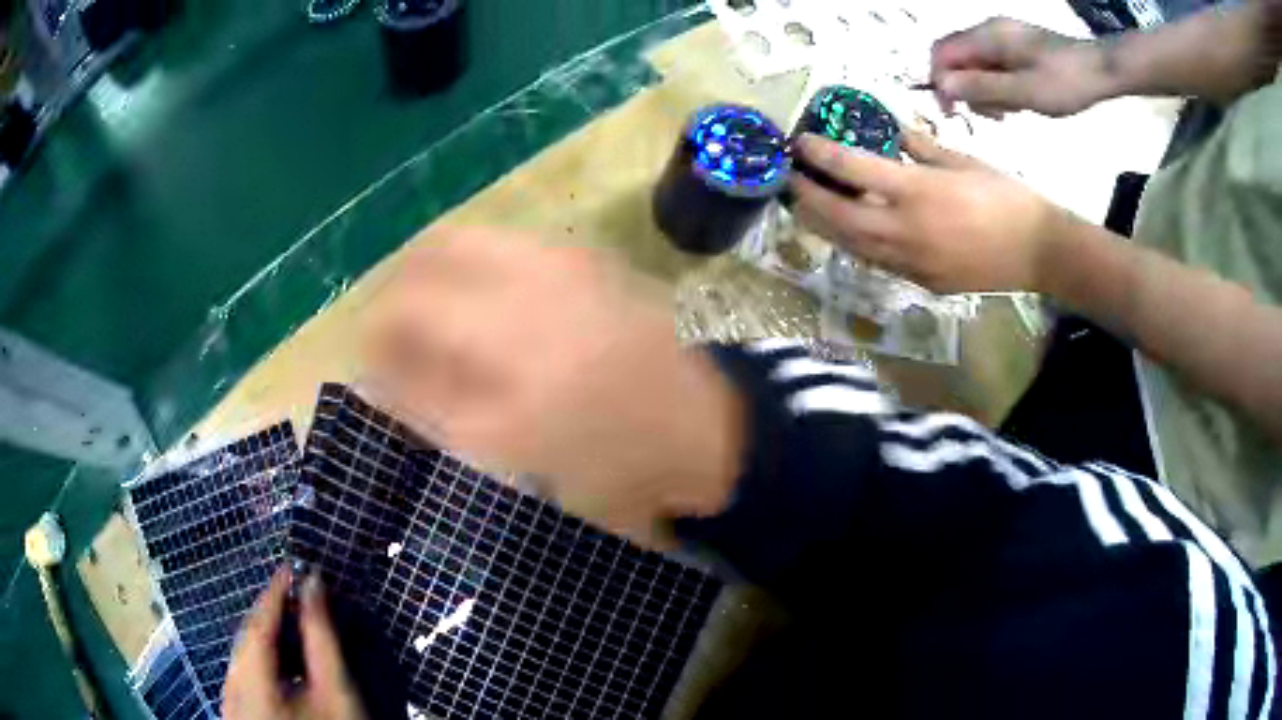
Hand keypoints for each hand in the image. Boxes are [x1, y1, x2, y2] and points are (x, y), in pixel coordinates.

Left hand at [223, 570, 367, 719]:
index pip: (258, 623)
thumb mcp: (335, 690)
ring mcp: (233, 705)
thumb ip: (322, 637)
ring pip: (244, 658)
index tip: (292, 566)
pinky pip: (245, 675)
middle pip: (247, 640)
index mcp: (249, 680)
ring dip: (267, 637)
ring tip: (292, 623)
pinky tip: (281, 661)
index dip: (275, 592)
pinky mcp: (241, 715)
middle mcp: (232, 688)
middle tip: (297, 595)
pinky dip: (263, 660)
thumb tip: (314, 585)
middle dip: (271, 614)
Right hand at [361, 228, 743, 547]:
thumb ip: (433, 408)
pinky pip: (504, 242)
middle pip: (428, 254)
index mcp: (506, 344)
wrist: (699, 426)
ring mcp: (559, 259)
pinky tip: (485, 305)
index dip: (375, 333)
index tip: (373, 362)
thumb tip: (377, 376)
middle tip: (397, 335)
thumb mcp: (512, 454)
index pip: (405, 311)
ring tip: (433, 318)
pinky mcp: (582, 254)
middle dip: (397, 291)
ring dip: (432, 272)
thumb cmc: (607, 460)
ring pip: (464, 238)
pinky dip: (473, 265)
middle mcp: (527, 283)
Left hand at [790, 131, 1065, 293]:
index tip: (801, 144)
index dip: (820, 155)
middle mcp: (904, 230)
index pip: (852, 169)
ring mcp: (911, 263)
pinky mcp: (921, 284)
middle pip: (838, 216)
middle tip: (790, 180)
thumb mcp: (962, 160)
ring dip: (824, 226)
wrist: (1037, 252)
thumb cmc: (1005, 196)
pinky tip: (849, 231)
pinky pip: (877, 263)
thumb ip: (920, 147)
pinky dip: (855, 245)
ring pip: (852, 246)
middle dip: (807, 197)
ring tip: (806, 207)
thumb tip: (892, 134)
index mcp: (916, 192)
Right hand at [931, 17, 1116, 117]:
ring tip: (1011, 112)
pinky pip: (994, 65)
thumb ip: (983, 87)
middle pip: (957, 58)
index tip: (952, 111)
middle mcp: (989, 31)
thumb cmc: (1066, 82)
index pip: (943, 52)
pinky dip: (998, 85)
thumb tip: (943, 86)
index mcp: (987, 37)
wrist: (1101, 71)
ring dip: (985, 90)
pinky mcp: (1018, 46)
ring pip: (976, 64)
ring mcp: (1004, 37)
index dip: (939, 80)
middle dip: (966, 88)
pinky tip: (1017, 101)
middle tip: (994, 117)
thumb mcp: (1025, 91)